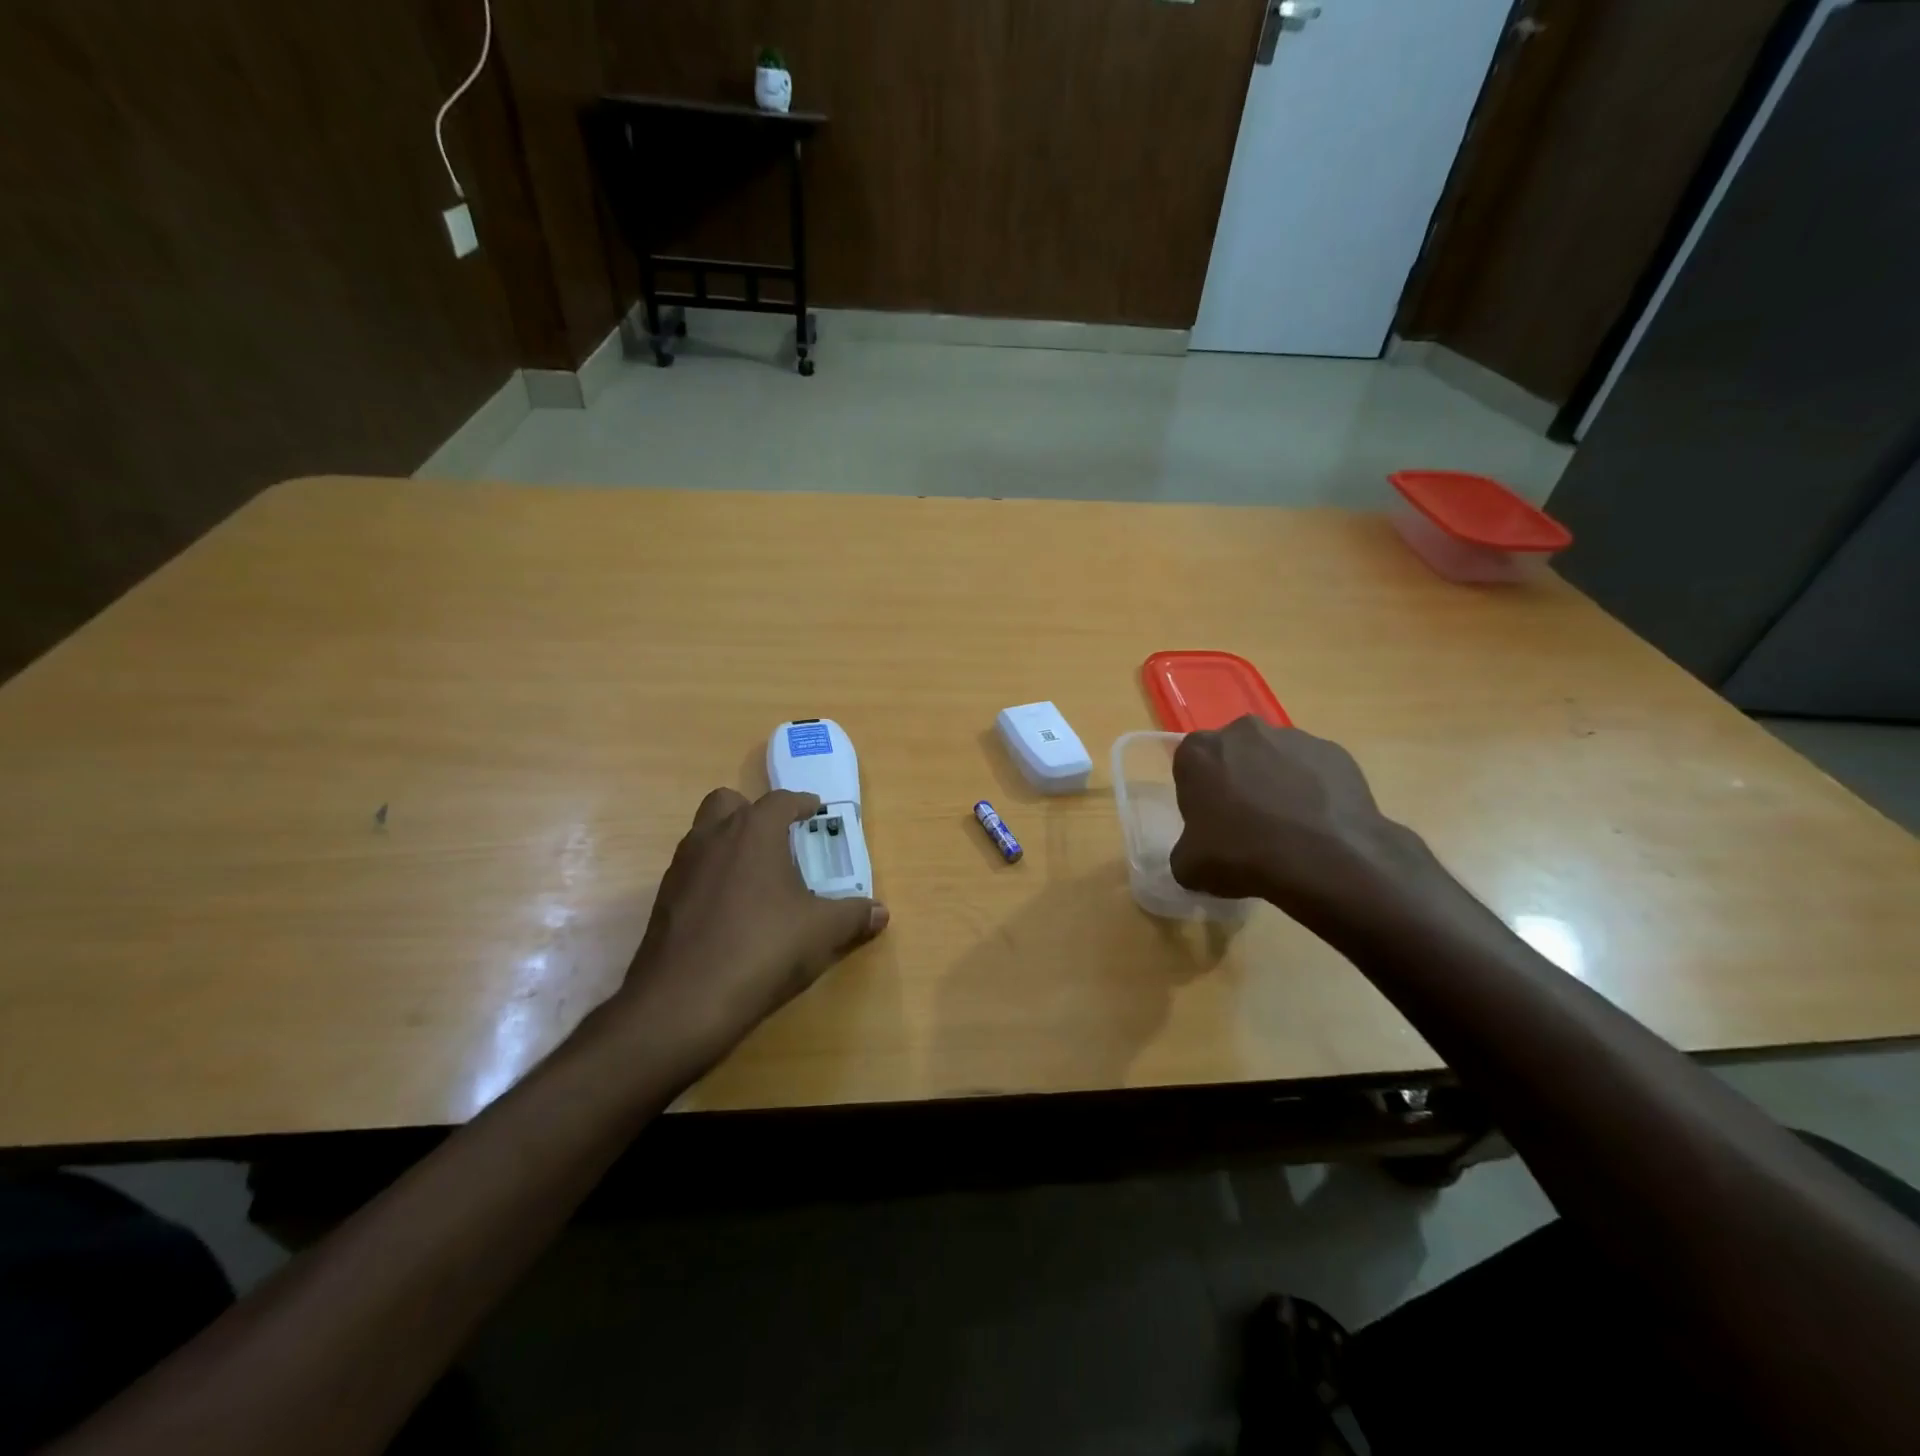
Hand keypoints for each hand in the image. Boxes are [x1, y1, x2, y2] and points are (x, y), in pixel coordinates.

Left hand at [608, 788, 887, 1075]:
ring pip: (704, 835)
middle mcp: (713, 838)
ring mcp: (681, 867)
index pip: (780, 801)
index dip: (801, 804)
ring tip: (757, 876)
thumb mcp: (821, 932)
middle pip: (728, 803)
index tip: (814, 811)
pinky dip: (711, 877)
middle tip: (778, 839)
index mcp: (753, 832)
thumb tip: (881, 912)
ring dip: (729, 843)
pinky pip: (692, 871)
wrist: (683, 1002)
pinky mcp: (662, 900)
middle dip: (753, 812)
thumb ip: (854, 916)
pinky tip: (731, 910)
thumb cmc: (763, 949)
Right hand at [1169, 717, 1431, 924]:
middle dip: (1238, 780)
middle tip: (1247, 822)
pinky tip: (1318, 825)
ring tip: (1289, 827)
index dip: (1199, 794)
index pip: (1190, 766)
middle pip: (1234, 754)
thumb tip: (1198, 852)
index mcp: (1200, 751)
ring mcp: (1294, 738)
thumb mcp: (1190, 866)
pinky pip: (1314, 770)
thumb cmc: (1243, 855)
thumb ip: (1186, 850)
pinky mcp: (1335, 752)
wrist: (1325, 864)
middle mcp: (1244, 731)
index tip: (1210, 821)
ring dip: (1276, 782)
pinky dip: (1313, 790)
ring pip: (1276, 759)